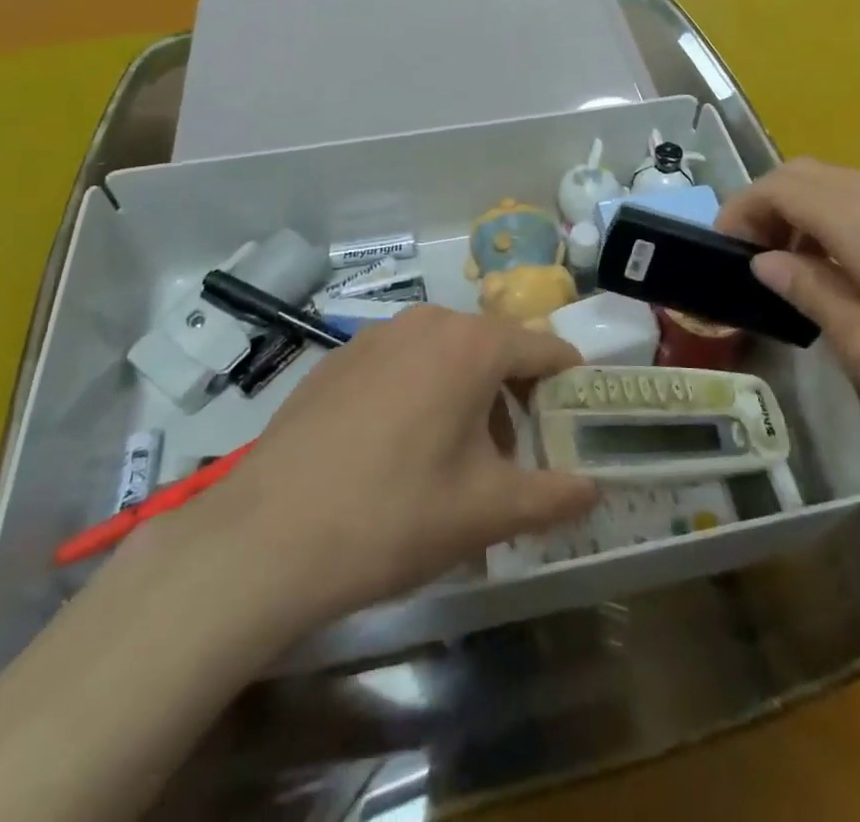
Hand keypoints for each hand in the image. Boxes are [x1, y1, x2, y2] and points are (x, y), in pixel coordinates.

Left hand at [168, 307, 598, 631]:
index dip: (568, 385)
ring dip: (465, 396)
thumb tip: (594, 488)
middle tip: (514, 458)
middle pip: (494, 350)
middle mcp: (427, 322)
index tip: (577, 423)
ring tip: (455, 461)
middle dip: (514, 398)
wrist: (265, 538)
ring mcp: (376, 335)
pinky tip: (395, 452)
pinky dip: (418, 394)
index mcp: (472, 344)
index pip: (545, 349)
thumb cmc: (394, 515)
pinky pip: (400, 365)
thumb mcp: (487, 513)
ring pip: (445, 355)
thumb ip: (554, 496)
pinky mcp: (337, 359)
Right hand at [718, 159, 859, 490]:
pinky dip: (854, 222)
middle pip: (814, 175)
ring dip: (814, 215)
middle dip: (772, 208)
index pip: (782, 184)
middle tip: (759, 265)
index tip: (723, 251)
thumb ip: (813, 294)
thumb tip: (766, 262)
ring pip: (852, 185)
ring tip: (808, 275)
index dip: (742, 209)